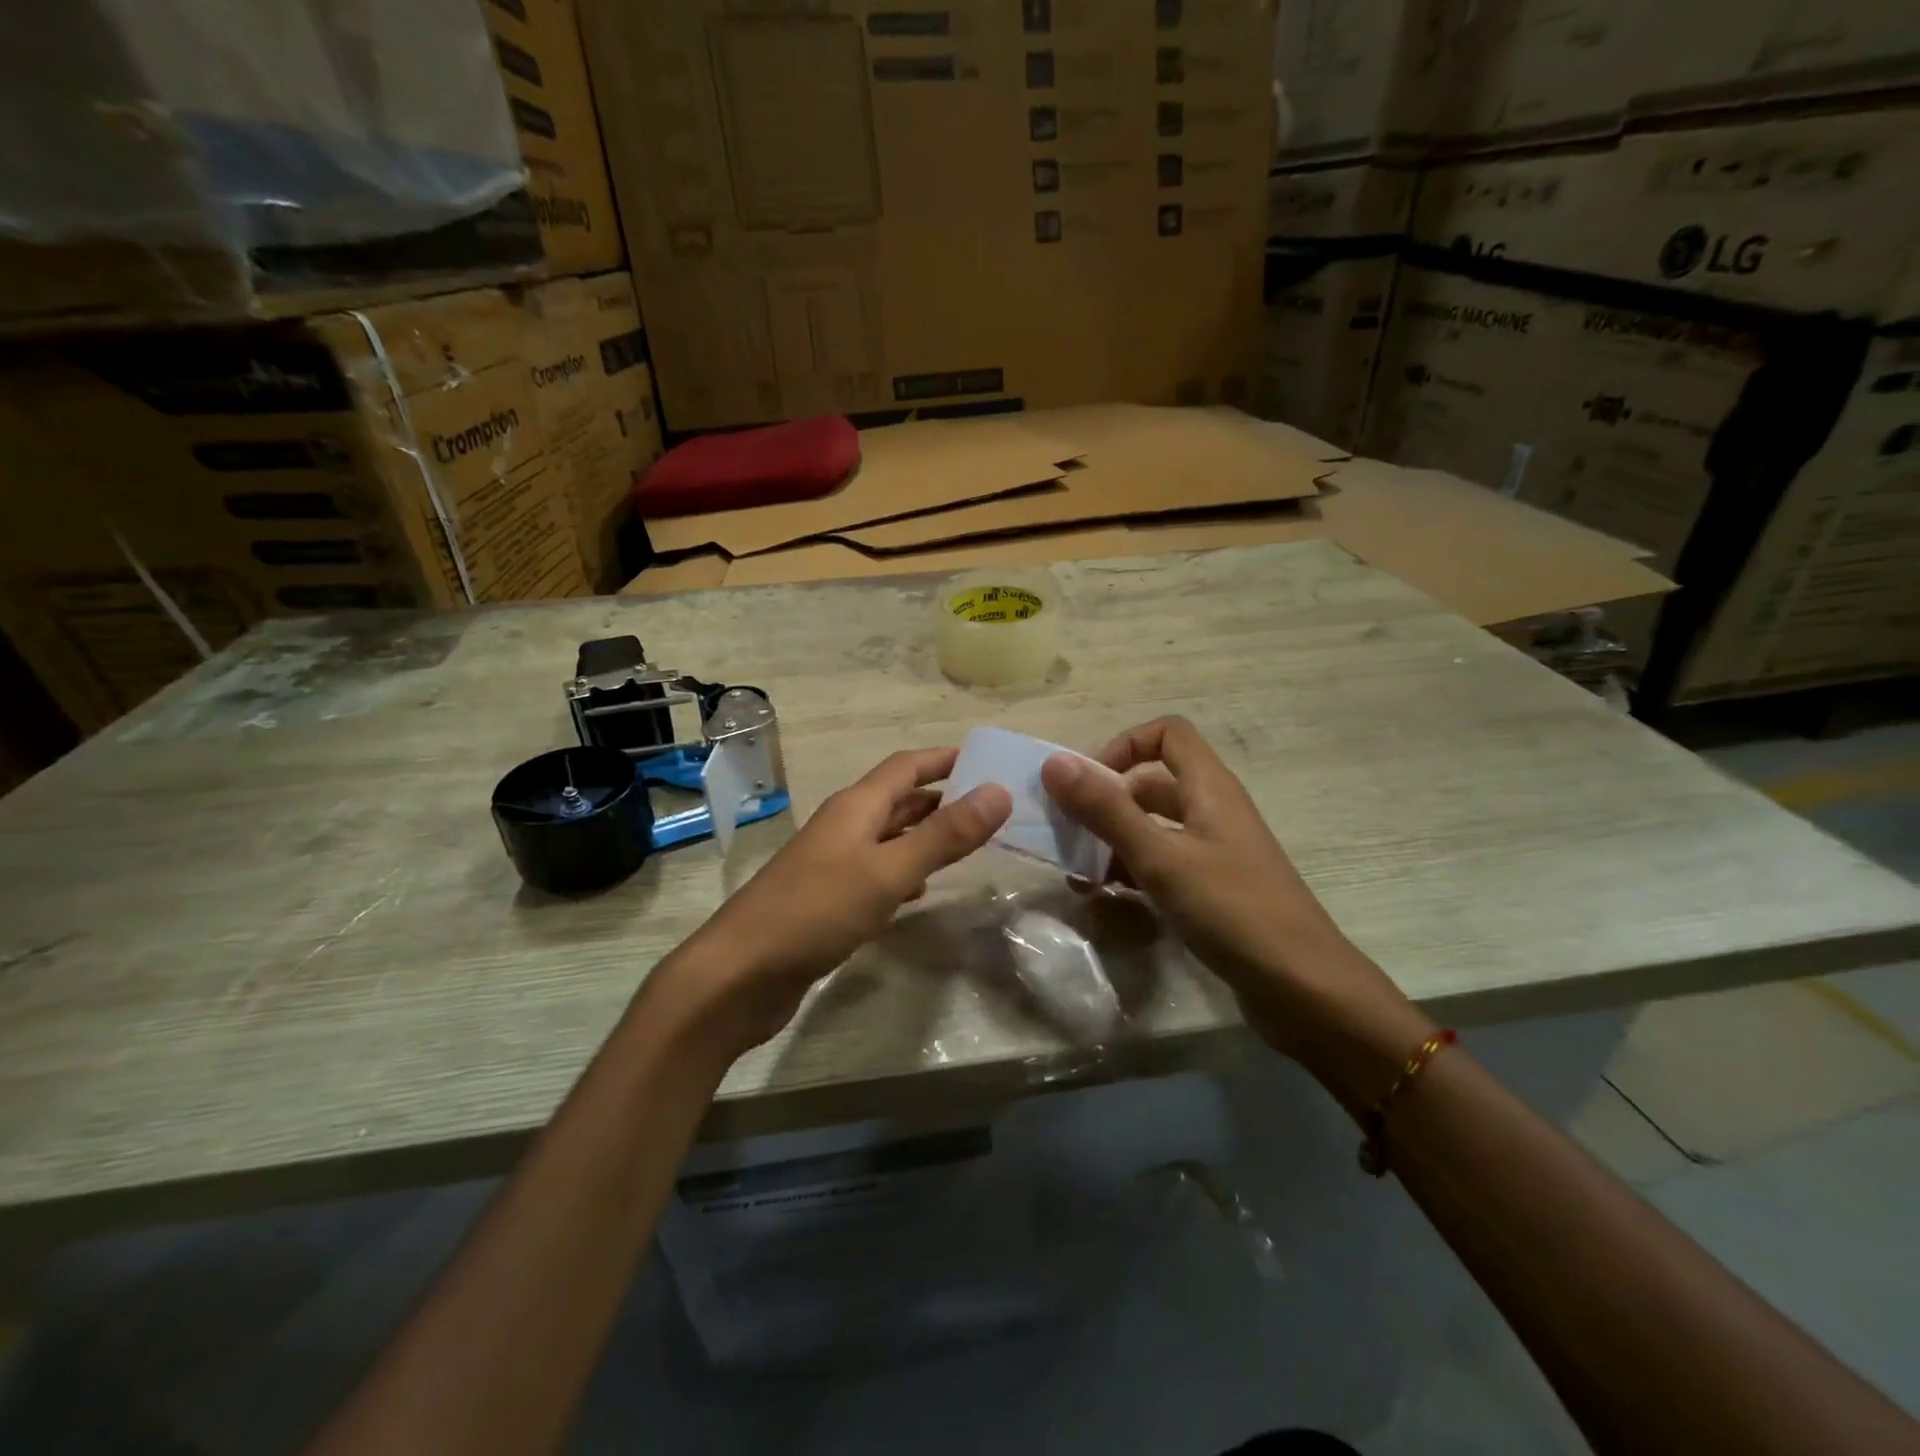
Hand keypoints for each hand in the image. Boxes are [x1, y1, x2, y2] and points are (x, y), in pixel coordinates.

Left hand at [659, 747, 1011, 1061]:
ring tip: (968, 845)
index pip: (905, 767)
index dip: (943, 758)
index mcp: (855, 808)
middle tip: (990, 807)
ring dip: (926, 835)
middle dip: (942, 798)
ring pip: (889, 838)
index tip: (986, 758)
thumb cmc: (816, 911)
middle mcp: (844, 827)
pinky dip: (905, 873)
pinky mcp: (828, 901)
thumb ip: (944, 834)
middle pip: (898, 800)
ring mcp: (833, 865)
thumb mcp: (888, 871)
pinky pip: (876, 874)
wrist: (740, 975)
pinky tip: (921, 892)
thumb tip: (999, 791)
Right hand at [1040, 717, 1426, 1065]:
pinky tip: (1105, 901)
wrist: (1304, 989)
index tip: (1091, 784)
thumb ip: (1107, 811)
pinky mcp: (1212, 890)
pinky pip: (1162, 865)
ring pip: (1152, 829)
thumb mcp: (1161, 858)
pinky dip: (1132, 873)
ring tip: (1078, 876)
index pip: (1167, 734)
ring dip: (1112, 843)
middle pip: (1151, 784)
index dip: (1125, 745)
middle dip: (1106, 803)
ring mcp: (1214, 852)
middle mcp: (1212, 811)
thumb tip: (1055, 763)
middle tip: (1068, 834)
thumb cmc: (1233, 911)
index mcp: (1209, 788)